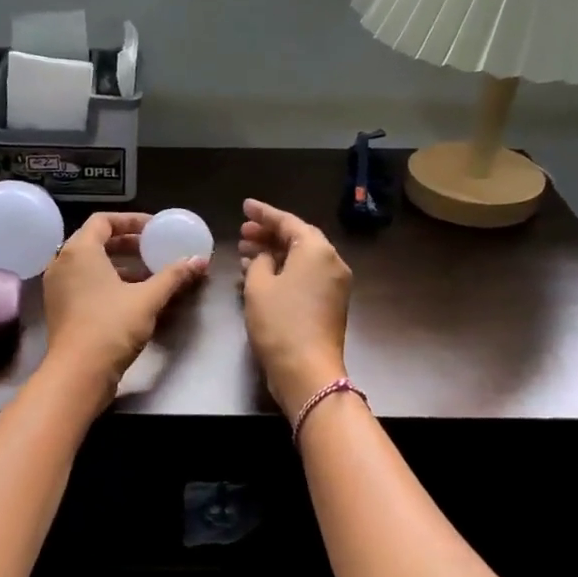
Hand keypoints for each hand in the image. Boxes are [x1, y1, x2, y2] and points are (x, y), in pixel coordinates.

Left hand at [42, 212, 207, 400]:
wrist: (78, 373)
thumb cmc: (111, 327)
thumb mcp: (147, 299)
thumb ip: (173, 276)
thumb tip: (199, 260)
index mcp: (79, 251)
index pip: (103, 221)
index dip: (131, 221)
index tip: (154, 229)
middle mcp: (62, 263)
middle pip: (95, 241)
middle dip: (127, 244)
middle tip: (152, 249)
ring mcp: (58, 287)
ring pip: (90, 265)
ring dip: (119, 265)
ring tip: (148, 275)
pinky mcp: (60, 309)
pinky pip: (84, 284)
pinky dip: (107, 283)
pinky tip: (131, 298)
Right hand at [239, 199, 352, 414]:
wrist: (307, 370)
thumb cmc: (279, 323)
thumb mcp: (258, 286)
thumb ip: (259, 261)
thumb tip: (265, 257)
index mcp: (316, 250)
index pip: (288, 222)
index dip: (264, 213)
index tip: (245, 206)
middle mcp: (332, 262)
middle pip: (298, 239)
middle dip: (269, 234)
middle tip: (242, 233)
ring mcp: (335, 284)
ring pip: (302, 259)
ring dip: (275, 254)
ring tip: (245, 254)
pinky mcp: (331, 304)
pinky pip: (306, 277)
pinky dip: (285, 272)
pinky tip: (261, 276)